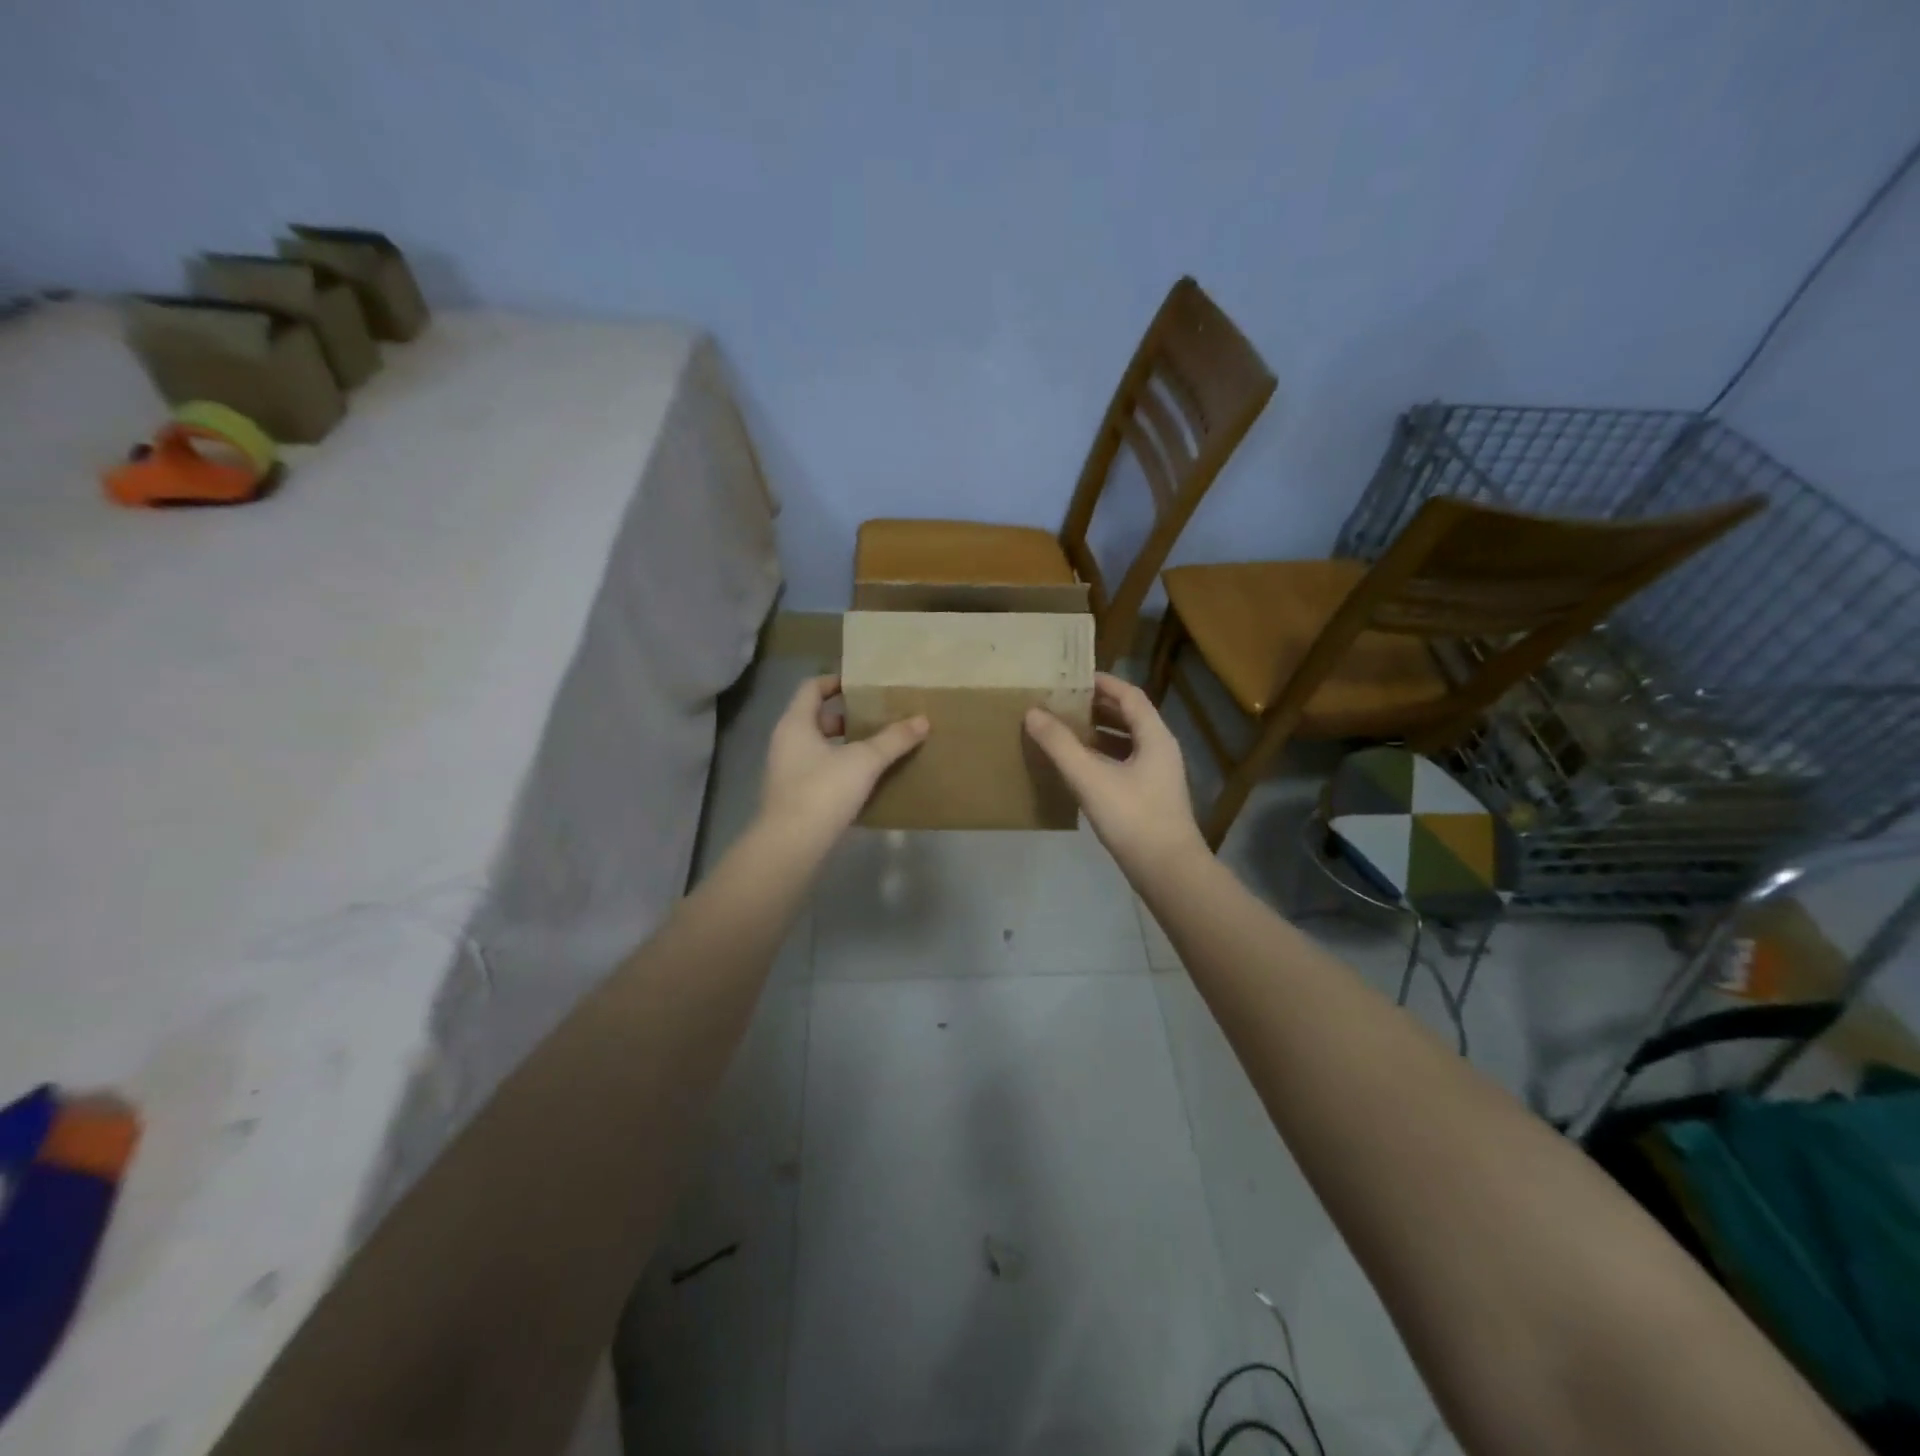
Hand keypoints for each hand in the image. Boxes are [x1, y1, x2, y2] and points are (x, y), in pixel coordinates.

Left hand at [759, 675, 928, 844]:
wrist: (792, 846)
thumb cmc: (823, 791)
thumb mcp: (864, 761)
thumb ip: (893, 739)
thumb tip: (922, 719)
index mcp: (796, 724)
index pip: (811, 688)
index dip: (835, 681)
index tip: (862, 684)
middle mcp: (786, 743)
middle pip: (816, 718)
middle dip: (846, 717)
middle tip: (877, 717)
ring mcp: (788, 772)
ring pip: (819, 747)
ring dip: (845, 745)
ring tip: (878, 747)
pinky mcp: (795, 797)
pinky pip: (820, 772)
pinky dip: (841, 769)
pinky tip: (867, 780)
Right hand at [1025, 673, 1207, 876]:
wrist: (1167, 870)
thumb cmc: (1132, 817)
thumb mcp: (1089, 777)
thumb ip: (1060, 744)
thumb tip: (1032, 712)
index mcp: (1154, 736)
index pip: (1130, 696)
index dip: (1103, 683)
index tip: (1074, 677)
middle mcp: (1160, 749)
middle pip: (1130, 717)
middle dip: (1097, 707)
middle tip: (1064, 702)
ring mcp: (1158, 775)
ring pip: (1127, 742)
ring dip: (1099, 733)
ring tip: (1065, 730)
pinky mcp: (1150, 797)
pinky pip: (1124, 763)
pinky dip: (1102, 757)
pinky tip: (1079, 767)